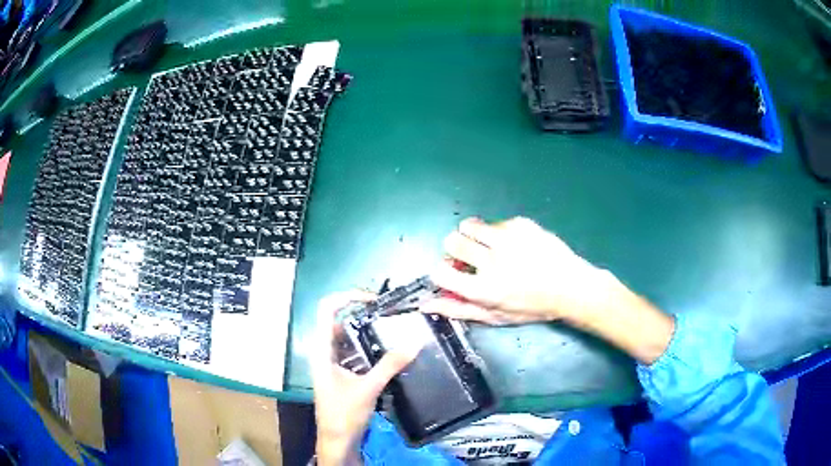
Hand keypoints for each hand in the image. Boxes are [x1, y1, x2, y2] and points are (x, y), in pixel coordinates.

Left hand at [311, 291, 420, 465]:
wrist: (337, 440)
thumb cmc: (343, 414)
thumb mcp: (368, 388)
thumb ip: (390, 364)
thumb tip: (414, 342)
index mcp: (322, 349)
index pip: (327, 309)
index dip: (347, 297)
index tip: (373, 299)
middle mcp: (324, 351)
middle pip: (339, 320)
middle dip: (363, 313)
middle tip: (389, 313)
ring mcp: (332, 362)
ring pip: (348, 336)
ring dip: (368, 331)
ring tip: (392, 328)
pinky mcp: (341, 372)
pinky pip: (354, 351)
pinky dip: (368, 347)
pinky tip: (387, 351)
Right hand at [423, 217, 674, 364]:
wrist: (570, 287)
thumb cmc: (531, 306)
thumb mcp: (495, 316)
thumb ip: (459, 310)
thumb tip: (425, 304)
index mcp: (484, 290)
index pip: (440, 271)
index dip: (442, 271)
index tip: (453, 272)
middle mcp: (493, 262)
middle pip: (451, 241)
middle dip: (456, 249)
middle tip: (471, 257)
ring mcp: (508, 239)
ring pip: (469, 225)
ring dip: (473, 236)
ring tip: (490, 247)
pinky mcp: (521, 224)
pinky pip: (495, 223)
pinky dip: (498, 233)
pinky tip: (516, 245)